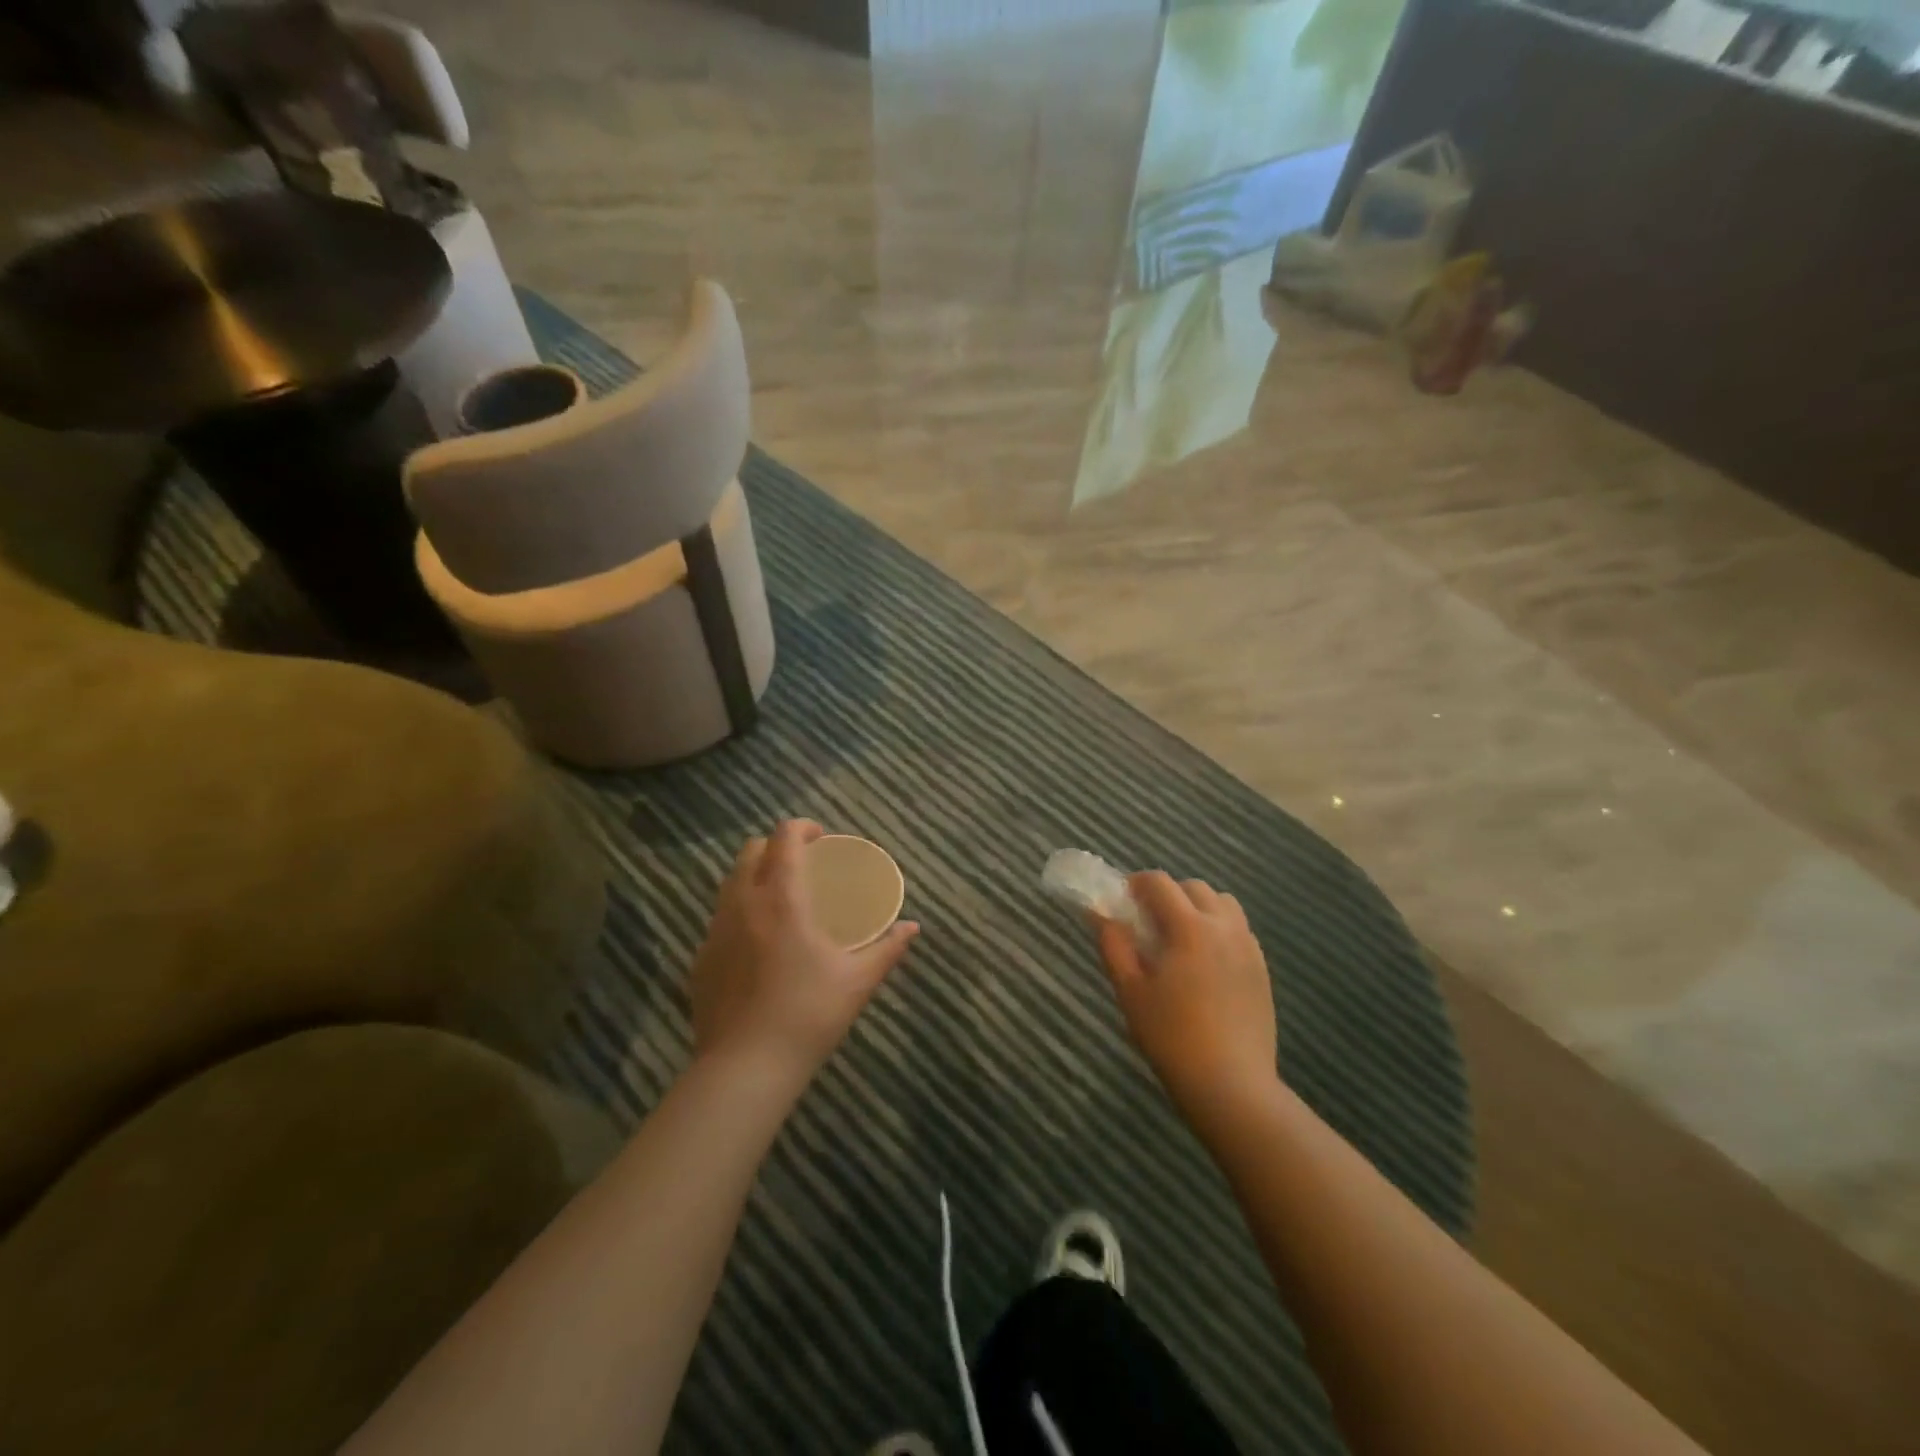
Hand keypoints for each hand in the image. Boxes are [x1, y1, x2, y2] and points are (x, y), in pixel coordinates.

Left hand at [688, 820, 919, 1082]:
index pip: (784, 837)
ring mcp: (715, 930)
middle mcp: (742, 903)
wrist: (745, 1068)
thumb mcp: (857, 981)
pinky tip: (758, 944)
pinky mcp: (700, 958)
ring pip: (730, 882)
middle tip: (803, 865)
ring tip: (780, 900)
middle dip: (776, 847)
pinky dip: (740, 912)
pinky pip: (720, 918)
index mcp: (781, 898)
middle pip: (751, 850)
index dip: (802, 827)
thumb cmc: (808, 1015)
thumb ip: (887, 948)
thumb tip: (912, 928)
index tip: (821, 838)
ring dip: (755, 876)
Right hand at [1097, 872, 1277, 1114]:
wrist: (1231, 1085)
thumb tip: (1099, 913)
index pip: (1160, 883)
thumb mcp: (1130, 990)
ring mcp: (1248, 948)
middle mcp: (1224, 927)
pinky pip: (1239, 931)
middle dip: (1168, 894)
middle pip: (1194, 888)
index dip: (1136, 883)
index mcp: (1189, 927)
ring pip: (1223, 905)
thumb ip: (1114, 945)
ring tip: (1180, 939)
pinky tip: (1204, 963)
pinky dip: (1219, 930)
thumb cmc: (1171, 1037)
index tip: (1122, 900)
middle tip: (1148, 923)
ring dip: (1198, 908)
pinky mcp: (1262, 969)